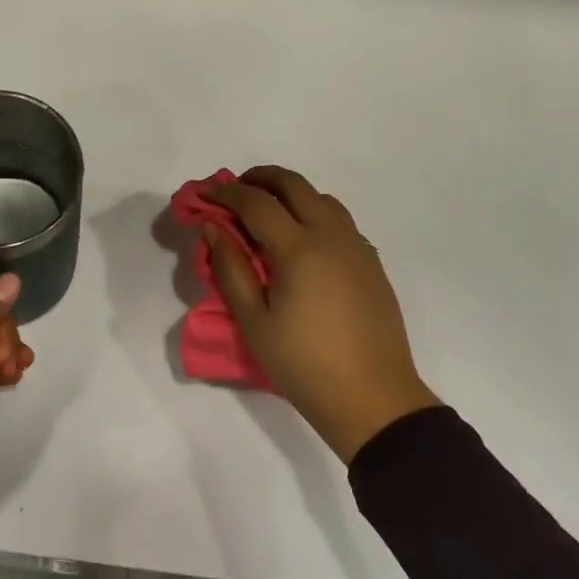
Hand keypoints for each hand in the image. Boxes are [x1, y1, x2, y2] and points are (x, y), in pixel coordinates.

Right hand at [208, 166, 438, 462]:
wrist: (373, 400)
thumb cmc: (304, 364)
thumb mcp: (254, 322)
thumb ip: (231, 268)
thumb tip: (213, 228)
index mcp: (299, 249)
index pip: (256, 203)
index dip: (227, 193)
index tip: (205, 194)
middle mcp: (331, 236)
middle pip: (294, 185)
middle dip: (260, 178)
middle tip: (235, 189)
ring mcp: (356, 246)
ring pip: (321, 198)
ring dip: (290, 192)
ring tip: (266, 210)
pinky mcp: (371, 262)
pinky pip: (340, 220)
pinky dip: (314, 212)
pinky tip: (301, 239)